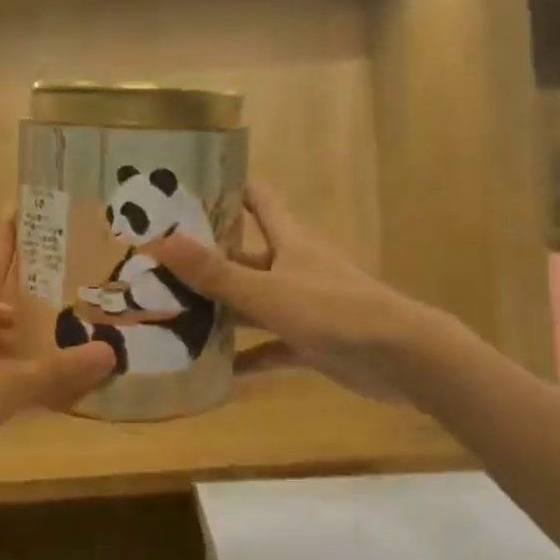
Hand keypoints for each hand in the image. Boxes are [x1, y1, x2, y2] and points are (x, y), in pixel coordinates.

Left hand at [0, 212, 114, 466]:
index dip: (9, 233)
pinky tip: (21, 388)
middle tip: (62, 298)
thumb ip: (56, 371)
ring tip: (51, 347)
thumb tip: (109, 351)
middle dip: (25, 297)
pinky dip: (3, 366)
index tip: (20, 204)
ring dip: (15, 336)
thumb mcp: (7, 387)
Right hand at [155, 181, 437, 404]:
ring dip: (220, 310)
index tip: (187, 191)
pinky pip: (269, 347)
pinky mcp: (310, 343)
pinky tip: (214, 368)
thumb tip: (160, 241)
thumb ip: (215, 272)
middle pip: (245, 256)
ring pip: (253, 303)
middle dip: (207, 260)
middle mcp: (293, 268)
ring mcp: (303, 306)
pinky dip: (246, 356)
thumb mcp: (267, 290)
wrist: (402, 358)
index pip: (258, 201)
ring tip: (171, 315)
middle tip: (157, 264)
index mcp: (289, 241)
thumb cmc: (334, 310)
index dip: (228, 191)